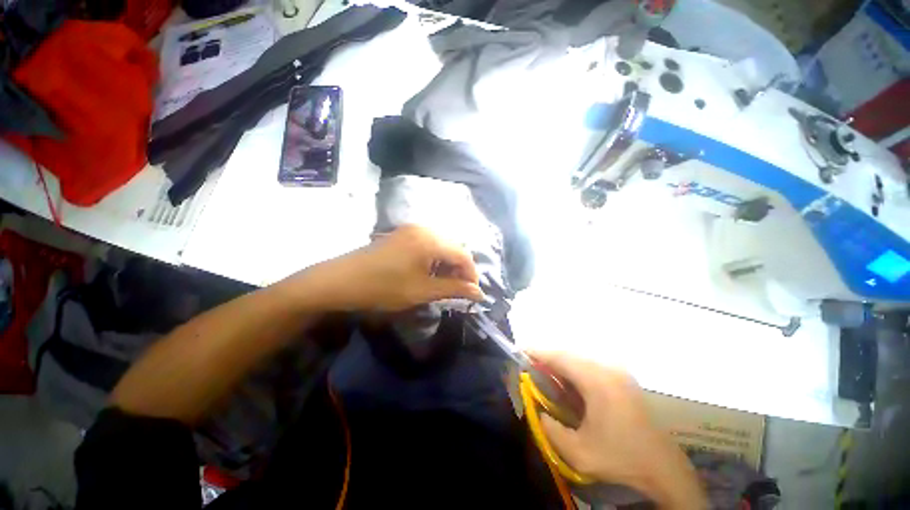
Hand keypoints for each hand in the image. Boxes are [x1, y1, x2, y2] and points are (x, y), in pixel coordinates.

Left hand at [291, 224, 482, 312]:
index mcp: (431, 240)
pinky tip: (429, 273)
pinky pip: (428, 245)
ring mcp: (412, 229)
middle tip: (458, 290)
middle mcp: (425, 229)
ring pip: (441, 246)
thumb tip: (479, 293)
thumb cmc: (384, 287)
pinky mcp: (402, 234)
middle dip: (460, 270)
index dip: (472, 275)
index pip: (463, 255)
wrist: (341, 280)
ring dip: (447, 265)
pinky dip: (434, 259)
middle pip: (454, 248)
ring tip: (444, 284)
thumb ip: (454, 289)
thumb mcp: (422, 291)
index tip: (473, 294)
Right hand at [532, 352, 705, 509]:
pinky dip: (575, 369)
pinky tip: (570, 383)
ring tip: (547, 373)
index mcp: (597, 381)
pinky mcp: (624, 379)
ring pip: (581, 358)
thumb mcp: (579, 452)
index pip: (560, 357)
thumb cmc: (621, 458)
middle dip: (548, 357)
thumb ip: (551, 429)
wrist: (664, 468)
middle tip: (532, 364)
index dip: (539, 352)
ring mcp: (619, 372)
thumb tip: (540, 411)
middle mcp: (608, 369)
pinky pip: (592, 365)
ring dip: (562, 363)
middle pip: (570, 354)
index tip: (521, 350)